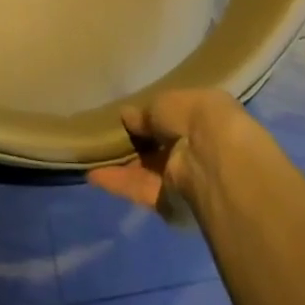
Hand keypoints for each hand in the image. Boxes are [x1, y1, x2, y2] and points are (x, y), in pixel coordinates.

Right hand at [88, 88, 242, 217]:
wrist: (212, 159)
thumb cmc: (195, 117)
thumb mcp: (165, 102)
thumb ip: (145, 112)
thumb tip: (127, 116)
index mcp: (203, 117)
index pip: (175, 118)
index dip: (151, 117)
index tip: (127, 117)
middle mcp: (196, 148)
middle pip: (160, 147)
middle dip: (136, 144)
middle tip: (105, 136)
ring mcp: (184, 176)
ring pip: (147, 170)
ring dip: (122, 164)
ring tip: (91, 155)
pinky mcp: (171, 202)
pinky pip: (141, 189)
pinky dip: (119, 182)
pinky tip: (93, 174)